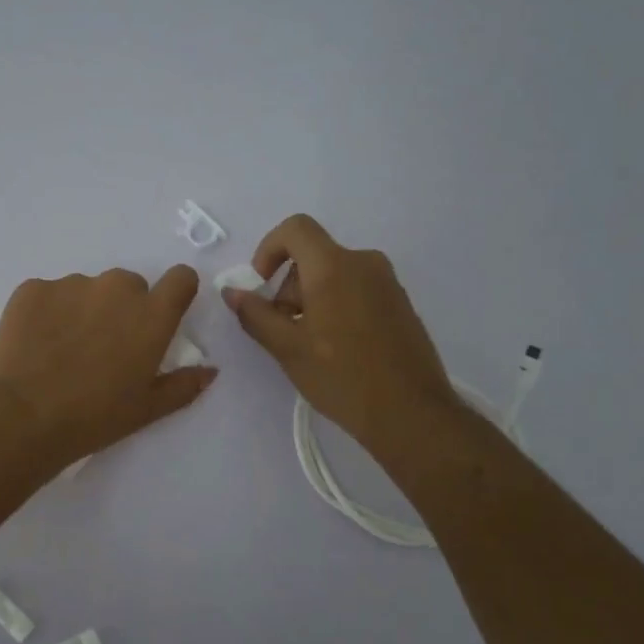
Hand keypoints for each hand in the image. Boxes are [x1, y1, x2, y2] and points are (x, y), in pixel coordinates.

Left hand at [0, 265, 217, 467]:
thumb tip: (210, 371)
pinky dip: (46, 313)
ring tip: (61, 351)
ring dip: (82, 309)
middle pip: (129, 285)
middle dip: (122, 308)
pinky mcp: (32, 288)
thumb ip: (183, 385)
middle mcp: (116, 288)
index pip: (180, 278)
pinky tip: (34, 345)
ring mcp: (71, 284)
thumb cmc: (93, 418)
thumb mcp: (146, 410)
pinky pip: (48, 294)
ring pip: (86, 289)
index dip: (175, 292)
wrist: (20, 416)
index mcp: (151, 315)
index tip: (162, 313)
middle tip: (103, 346)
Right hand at [221, 214, 464, 457]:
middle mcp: (364, 263)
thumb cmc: (342, 377)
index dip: (268, 249)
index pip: (295, 228)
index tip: (261, 285)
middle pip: (313, 256)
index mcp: (335, 266)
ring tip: (309, 345)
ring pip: (334, 274)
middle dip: (288, 286)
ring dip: (311, 299)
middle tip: (283, 330)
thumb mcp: (287, 348)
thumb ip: (255, 314)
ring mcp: (387, 283)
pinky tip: (337, 349)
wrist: (411, 414)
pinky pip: (356, 289)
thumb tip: (232, 291)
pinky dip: (336, 306)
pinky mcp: (400, 303)